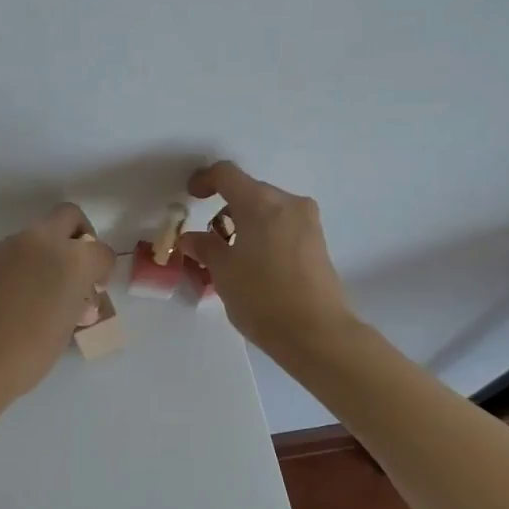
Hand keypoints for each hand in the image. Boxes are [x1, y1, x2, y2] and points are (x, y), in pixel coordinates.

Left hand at [0, 203, 116, 399]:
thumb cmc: (28, 353)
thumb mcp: (67, 327)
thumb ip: (77, 299)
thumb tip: (76, 293)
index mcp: (71, 260)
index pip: (101, 251)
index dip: (103, 270)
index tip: (95, 289)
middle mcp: (41, 242)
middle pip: (69, 216)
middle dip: (79, 236)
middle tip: (77, 267)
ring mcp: (10, 246)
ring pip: (39, 232)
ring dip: (49, 250)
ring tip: (45, 289)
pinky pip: (16, 250)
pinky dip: (25, 262)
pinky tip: (19, 295)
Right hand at [177, 162, 353, 359]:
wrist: (316, 333)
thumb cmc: (262, 297)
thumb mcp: (223, 271)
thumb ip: (204, 247)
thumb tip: (191, 237)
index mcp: (260, 203)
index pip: (226, 174)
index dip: (204, 180)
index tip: (191, 197)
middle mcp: (287, 203)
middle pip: (248, 191)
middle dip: (225, 209)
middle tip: (208, 239)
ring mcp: (307, 222)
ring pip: (267, 210)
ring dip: (245, 223)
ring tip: (230, 256)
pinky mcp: (317, 242)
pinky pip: (282, 225)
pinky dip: (263, 234)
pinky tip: (253, 264)